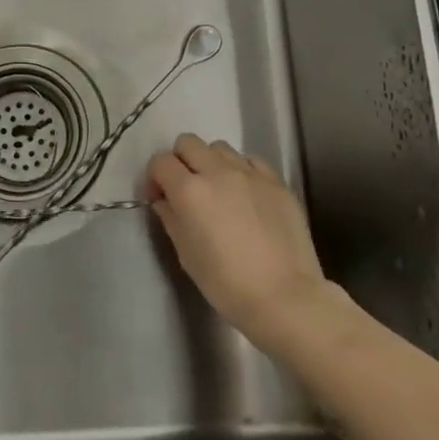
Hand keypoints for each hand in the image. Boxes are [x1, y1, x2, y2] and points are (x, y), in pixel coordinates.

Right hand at [146, 134, 328, 347]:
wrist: (284, 297)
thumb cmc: (226, 283)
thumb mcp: (186, 254)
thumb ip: (171, 218)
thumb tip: (164, 201)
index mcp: (189, 190)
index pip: (160, 162)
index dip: (154, 177)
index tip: (158, 198)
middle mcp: (218, 171)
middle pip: (188, 142)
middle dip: (179, 161)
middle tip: (185, 190)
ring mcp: (250, 173)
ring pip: (219, 147)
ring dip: (210, 162)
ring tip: (218, 191)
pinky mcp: (276, 181)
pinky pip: (250, 161)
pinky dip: (240, 170)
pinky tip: (245, 195)